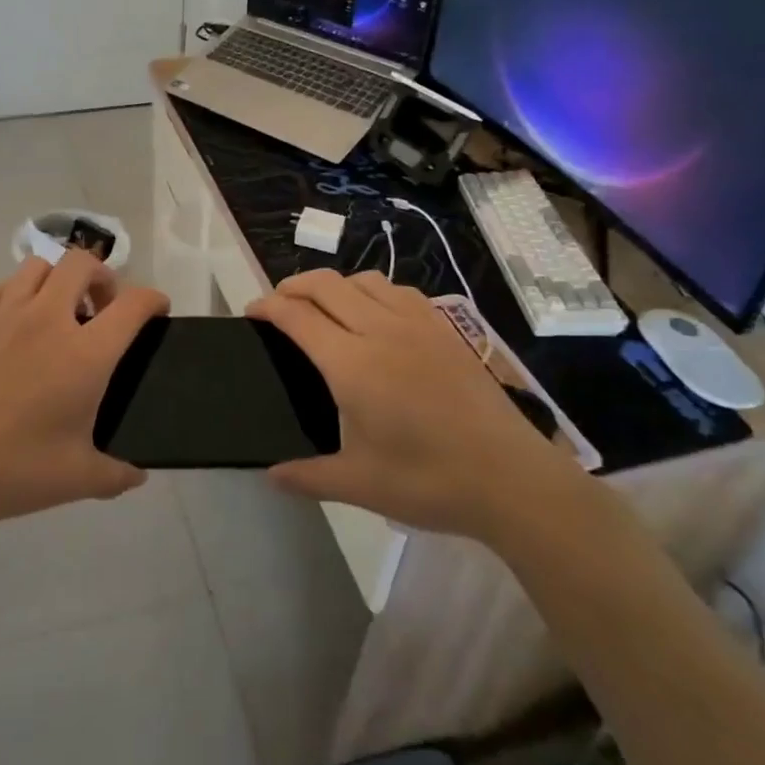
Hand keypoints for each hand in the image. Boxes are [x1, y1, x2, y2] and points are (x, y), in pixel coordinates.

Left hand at [0, 252, 167, 562]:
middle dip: (104, 277)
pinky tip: (24, 319)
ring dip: (61, 277)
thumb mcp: (81, 479)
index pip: (133, 304)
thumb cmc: (16, 471)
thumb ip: (119, 474)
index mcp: (85, 354)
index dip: (154, 300)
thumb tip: (138, 474)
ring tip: (64, 311)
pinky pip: (5, 285)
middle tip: (105, 310)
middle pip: (83, 262)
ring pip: (41, 264)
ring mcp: (7, 316)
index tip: (158, 311)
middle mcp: (49, 320)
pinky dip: (23, 289)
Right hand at [247, 270, 586, 546]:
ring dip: (334, 284)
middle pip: (326, 284)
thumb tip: (271, 475)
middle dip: (292, 285)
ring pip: (364, 279)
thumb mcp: (360, 484)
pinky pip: (399, 291)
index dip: (268, 307)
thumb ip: (308, 476)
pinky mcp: (446, 330)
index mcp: (352, 364)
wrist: (513, 479)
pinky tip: (376, 315)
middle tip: (277, 305)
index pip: (298, 316)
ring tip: (323, 307)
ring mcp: (418, 325)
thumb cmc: (431, 482)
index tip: (251, 312)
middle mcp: (381, 330)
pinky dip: (372, 290)